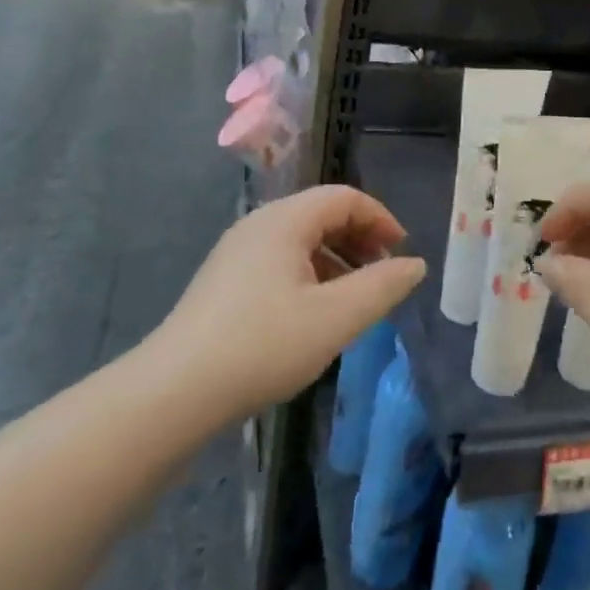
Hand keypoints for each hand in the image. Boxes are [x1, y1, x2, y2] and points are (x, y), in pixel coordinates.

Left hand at [155, 186, 426, 423]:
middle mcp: (259, 225)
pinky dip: (309, 275)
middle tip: (382, 274)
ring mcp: (237, 252)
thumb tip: (415, 265)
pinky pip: (279, 261)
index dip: (380, 218)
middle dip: (359, 238)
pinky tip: (314, 314)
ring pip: (299, 240)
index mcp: (285, 220)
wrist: (174, 392)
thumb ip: (382, 287)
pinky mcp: (224, 281)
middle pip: (321, 214)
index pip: (344, 197)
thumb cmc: (263, 345)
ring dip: (335, 259)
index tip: (401, 252)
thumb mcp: (335, 318)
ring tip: (354, 298)